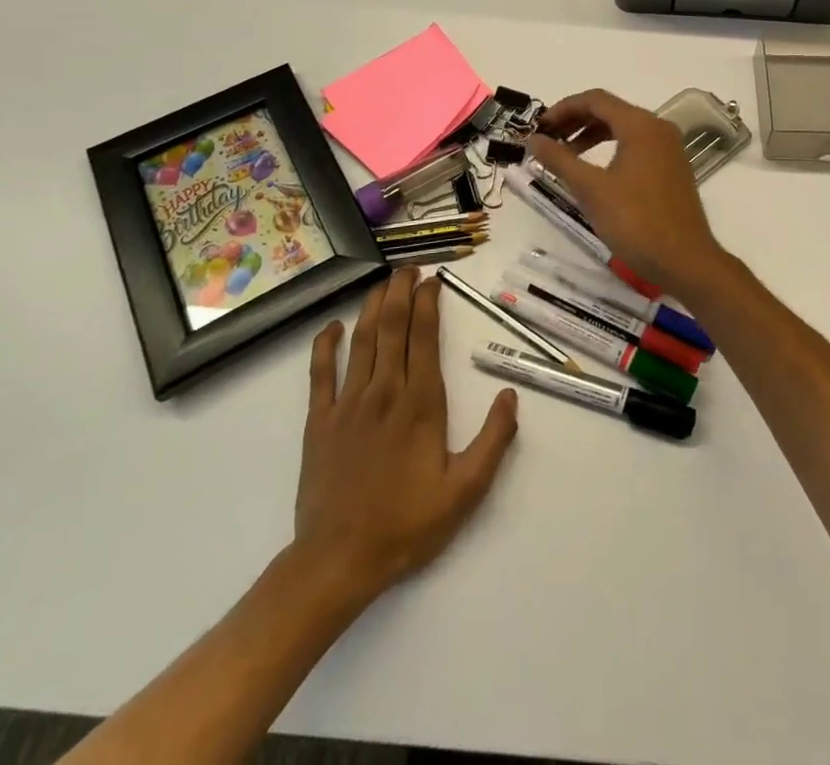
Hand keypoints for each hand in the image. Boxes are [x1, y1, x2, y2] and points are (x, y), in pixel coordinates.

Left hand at [291, 269, 518, 600]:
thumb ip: (493, 441)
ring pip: (361, 340)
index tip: (434, 280)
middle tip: (409, 267)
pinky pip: (320, 373)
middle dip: (401, 291)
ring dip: (373, 306)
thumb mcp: (465, 491)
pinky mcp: (319, 421)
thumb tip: (510, 395)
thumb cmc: (406, 525)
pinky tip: (332, 327)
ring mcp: (348, 404)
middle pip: (392, 327)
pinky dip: (325, 345)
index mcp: (420, 403)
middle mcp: (384, 391)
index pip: (425, 337)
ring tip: (383, 282)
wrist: (338, 561)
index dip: (429, 303)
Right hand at [525, 89, 741, 307]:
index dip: (563, 108)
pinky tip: (595, 170)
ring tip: (565, 154)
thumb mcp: (591, 189)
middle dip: (576, 121)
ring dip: (592, 135)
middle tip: (548, 139)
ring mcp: (669, 148)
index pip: (595, 100)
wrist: (684, 259)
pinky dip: (611, 148)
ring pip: (624, 128)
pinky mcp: (672, 167)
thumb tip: (534, 139)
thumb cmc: (635, 221)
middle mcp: (658, 128)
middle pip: (610, 111)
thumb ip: (559, 159)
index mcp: (640, 125)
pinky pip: (637, 145)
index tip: (539, 127)